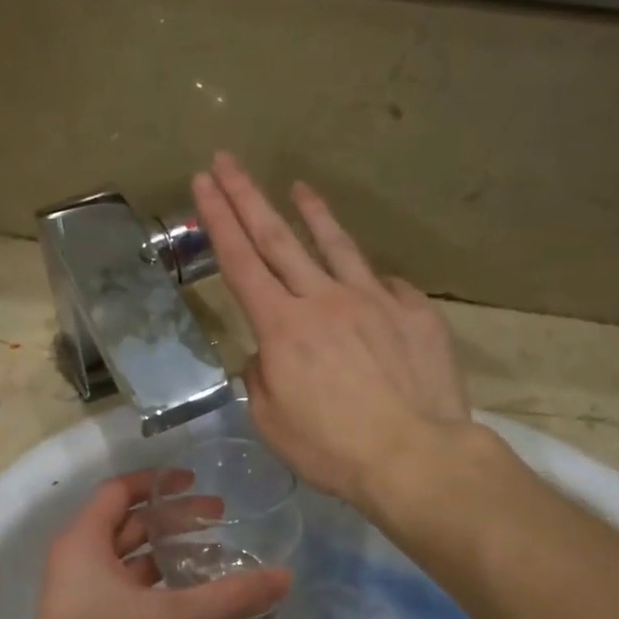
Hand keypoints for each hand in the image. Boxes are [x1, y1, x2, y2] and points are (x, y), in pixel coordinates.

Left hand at [6, 470, 289, 618]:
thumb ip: (229, 596)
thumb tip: (284, 576)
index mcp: (83, 541)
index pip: (119, 491)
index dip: (157, 482)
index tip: (195, 481)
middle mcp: (77, 559)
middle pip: (128, 523)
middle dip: (172, 518)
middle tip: (220, 519)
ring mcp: (79, 593)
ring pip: (128, 558)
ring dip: (167, 552)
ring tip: (214, 555)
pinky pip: (126, 587)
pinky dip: (157, 583)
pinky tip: (191, 595)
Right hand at [193, 153, 473, 508]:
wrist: (414, 457)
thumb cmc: (331, 449)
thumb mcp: (272, 422)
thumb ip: (259, 379)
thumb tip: (265, 357)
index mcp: (282, 328)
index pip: (241, 262)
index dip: (218, 219)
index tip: (202, 182)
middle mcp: (324, 300)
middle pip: (279, 239)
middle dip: (248, 196)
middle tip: (228, 161)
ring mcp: (374, 300)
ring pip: (336, 246)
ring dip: (313, 213)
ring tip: (299, 187)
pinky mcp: (415, 312)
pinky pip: (386, 285)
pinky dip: (368, 279)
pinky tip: (367, 279)